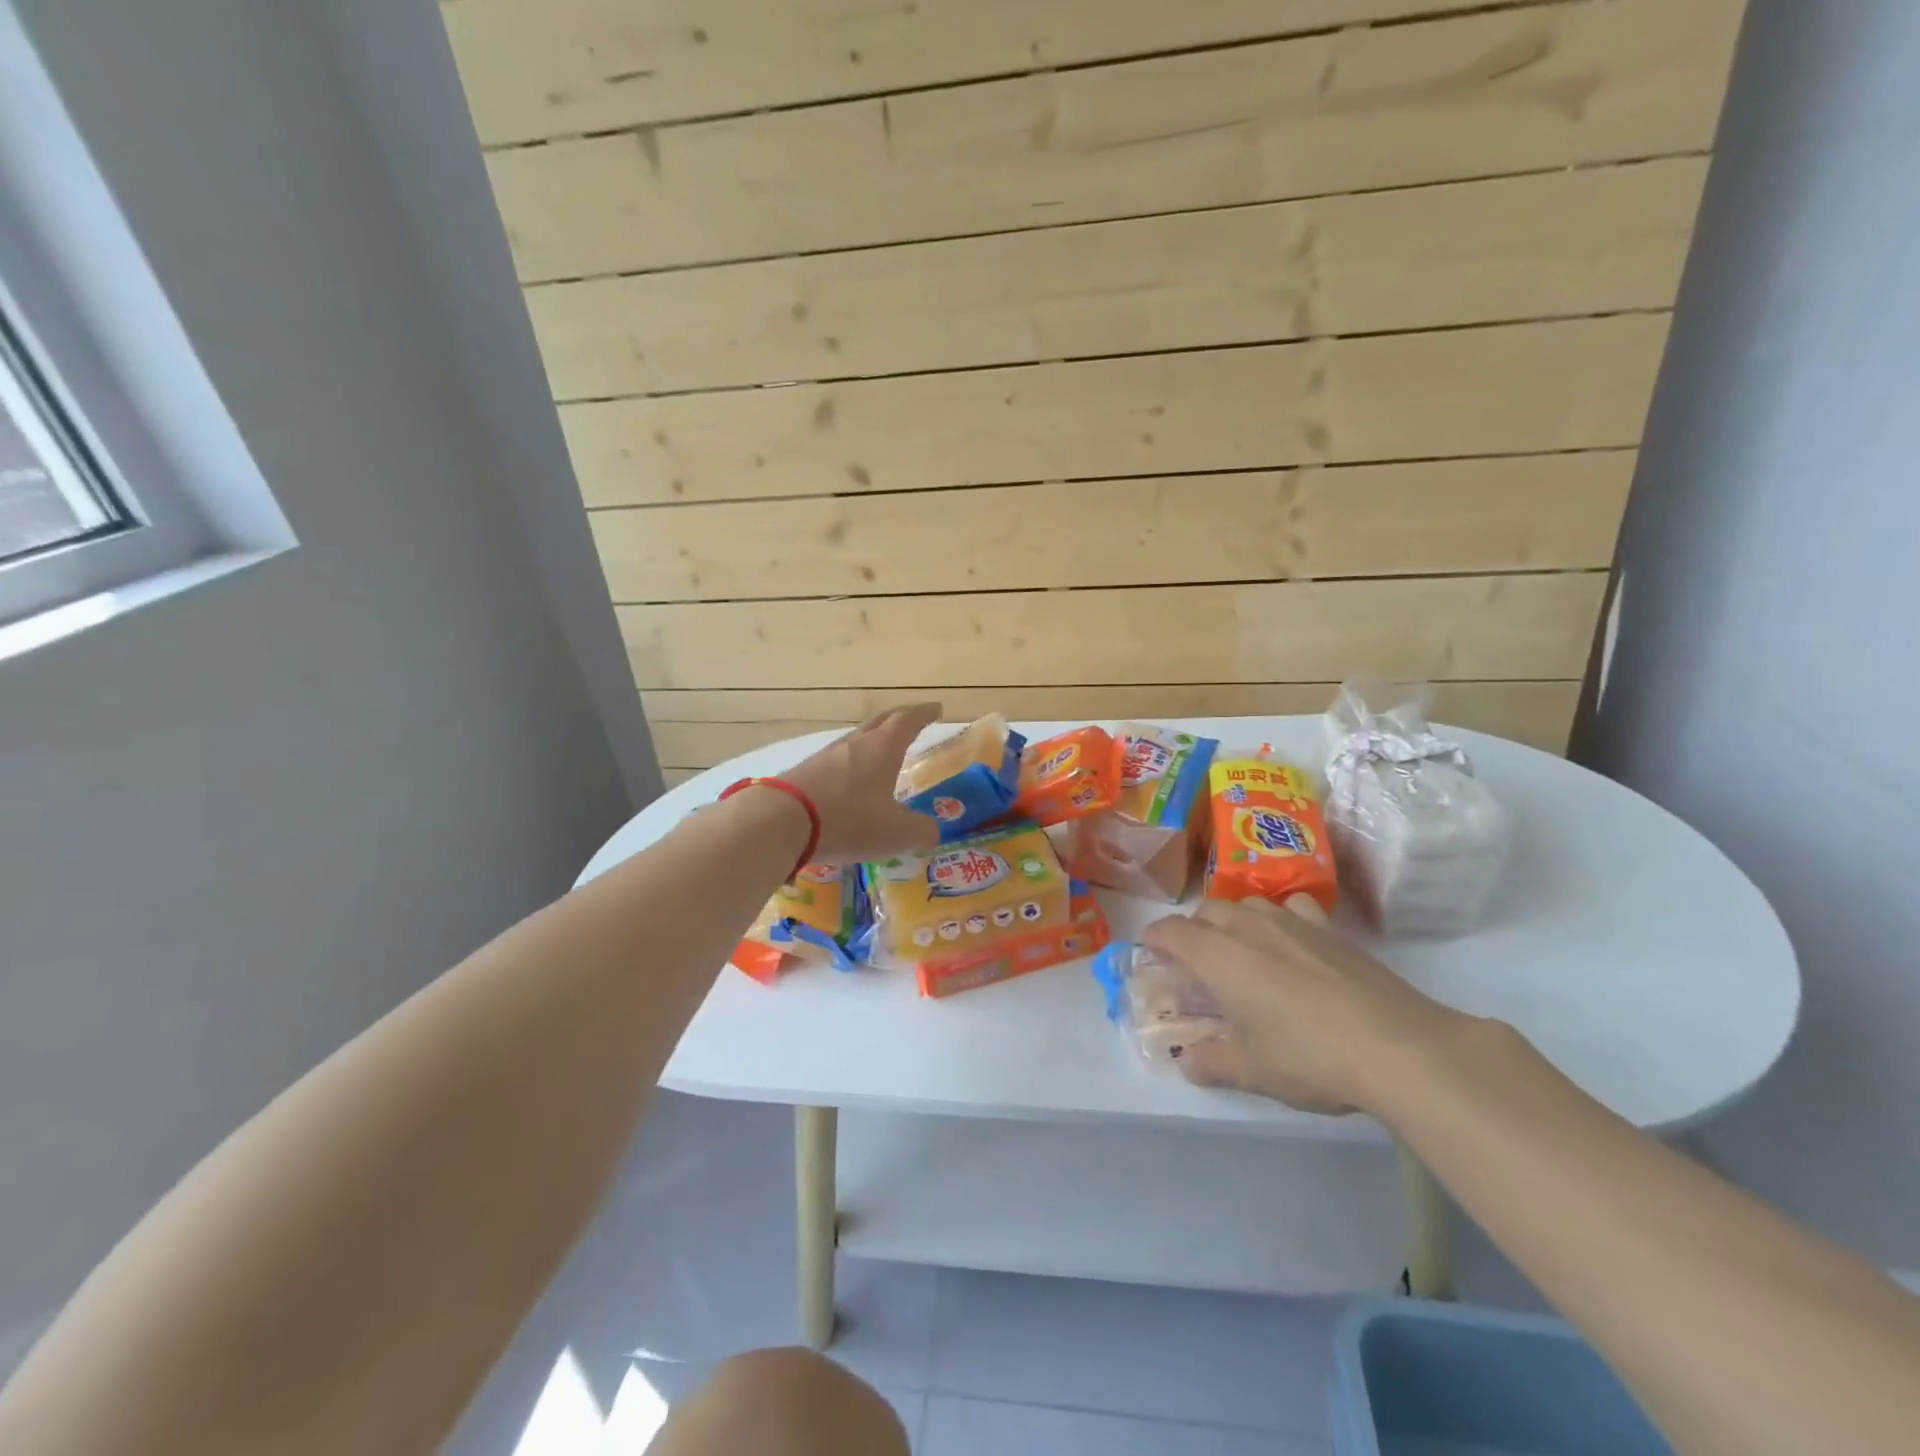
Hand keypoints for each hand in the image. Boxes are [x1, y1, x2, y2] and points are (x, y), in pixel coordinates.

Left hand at [782, 703, 944, 862]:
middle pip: (880, 722)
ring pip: (855, 741)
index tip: (936, 709)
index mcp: (883, 748)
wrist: (781, 822)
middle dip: (899, 719)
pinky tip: (847, 781)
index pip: (908, 720)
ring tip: (880, 753)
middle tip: (912, 721)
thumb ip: (921, 831)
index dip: (924, 714)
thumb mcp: (896, 833)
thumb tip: (931, 831)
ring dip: (871, 742)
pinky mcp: (804, 773)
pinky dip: (849, 765)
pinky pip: (834, 762)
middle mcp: (854, 744)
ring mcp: (825, 756)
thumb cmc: (849, 820)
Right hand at [1142, 896, 1475, 1114]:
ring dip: (1234, 921)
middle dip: (1193, 930)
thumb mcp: (1250, 1070)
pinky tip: (1293, 945)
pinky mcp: (1331, 930)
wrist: (1396, 1046)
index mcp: (1217, 955)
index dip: (1154, 940)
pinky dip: (1280, 918)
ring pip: (1247, 904)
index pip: (1169, 931)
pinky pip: (1292, 907)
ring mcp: (1292, 921)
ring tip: (1243, 952)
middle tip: (1198, 965)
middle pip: (1206, 910)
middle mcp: (1248, 926)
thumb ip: (1210, 1062)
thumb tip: (1187, 1062)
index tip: (1152, 956)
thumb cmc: (1307, 1057)